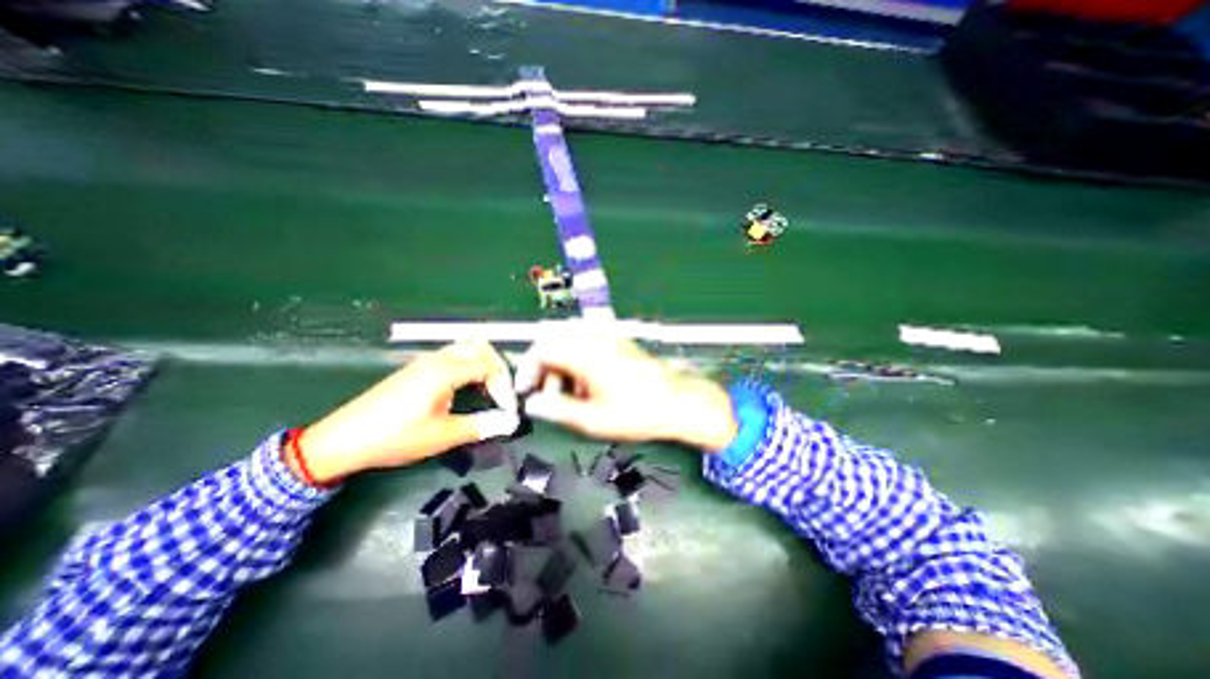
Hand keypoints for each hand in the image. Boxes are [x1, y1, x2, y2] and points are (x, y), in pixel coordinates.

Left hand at [297, 341, 519, 483]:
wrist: (341, 440)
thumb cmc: (395, 437)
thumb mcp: (442, 436)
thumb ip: (481, 426)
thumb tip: (510, 422)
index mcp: (444, 371)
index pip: (489, 367)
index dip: (504, 386)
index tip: (508, 409)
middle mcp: (437, 359)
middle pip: (479, 348)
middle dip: (497, 368)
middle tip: (502, 394)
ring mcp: (424, 362)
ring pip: (465, 349)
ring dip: (482, 365)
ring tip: (488, 389)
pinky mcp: (416, 369)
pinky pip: (452, 357)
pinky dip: (468, 366)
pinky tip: (465, 388)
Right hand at [513, 324, 736, 450]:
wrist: (678, 401)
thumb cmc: (638, 413)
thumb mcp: (594, 420)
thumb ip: (558, 410)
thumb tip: (533, 404)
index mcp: (586, 354)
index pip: (542, 348)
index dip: (528, 369)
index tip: (527, 391)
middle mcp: (595, 337)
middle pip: (553, 337)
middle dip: (543, 363)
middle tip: (548, 391)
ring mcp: (609, 335)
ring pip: (569, 336)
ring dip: (561, 359)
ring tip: (571, 389)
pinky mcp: (619, 339)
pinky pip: (587, 337)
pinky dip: (577, 353)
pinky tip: (588, 379)